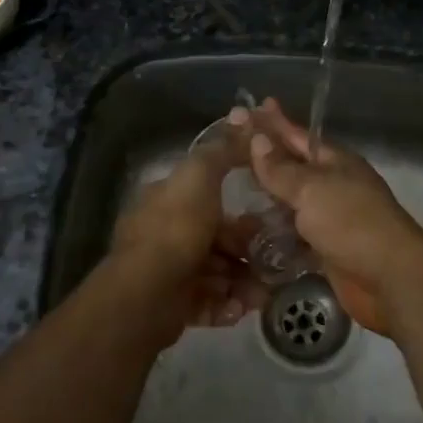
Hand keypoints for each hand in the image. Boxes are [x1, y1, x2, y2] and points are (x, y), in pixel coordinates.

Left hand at [103, 135, 268, 346]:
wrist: (147, 293)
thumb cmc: (176, 228)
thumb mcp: (201, 175)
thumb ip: (223, 149)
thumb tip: (245, 116)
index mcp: (167, 200)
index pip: (207, 198)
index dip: (237, 206)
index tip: (267, 214)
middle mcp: (166, 234)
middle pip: (217, 238)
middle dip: (246, 249)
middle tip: (275, 258)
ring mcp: (169, 271)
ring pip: (217, 272)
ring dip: (244, 281)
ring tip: (265, 291)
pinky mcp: (174, 306)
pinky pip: (210, 302)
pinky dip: (228, 304)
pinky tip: (244, 307)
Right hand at [238, 99, 422, 334]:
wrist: (390, 279)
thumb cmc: (352, 223)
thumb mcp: (312, 189)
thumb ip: (281, 169)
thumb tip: (257, 139)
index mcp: (335, 161)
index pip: (297, 135)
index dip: (274, 122)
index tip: (249, 108)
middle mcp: (332, 185)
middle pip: (292, 166)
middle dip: (264, 158)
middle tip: (228, 148)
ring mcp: (330, 217)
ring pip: (291, 200)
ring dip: (265, 196)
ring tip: (230, 188)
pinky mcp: (324, 248)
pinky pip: (293, 232)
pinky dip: (273, 230)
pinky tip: (248, 230)